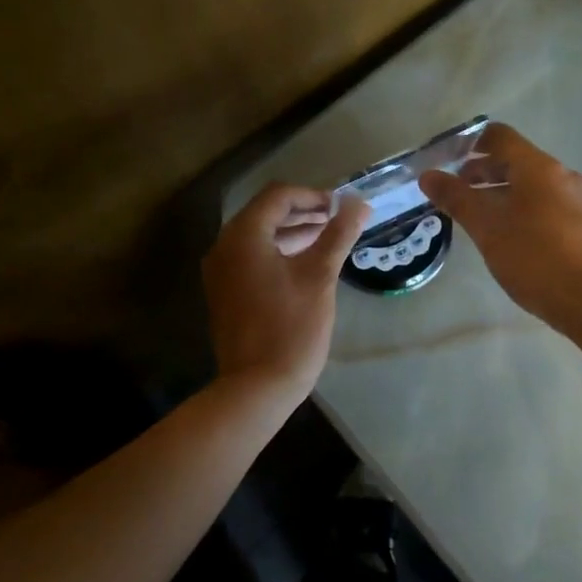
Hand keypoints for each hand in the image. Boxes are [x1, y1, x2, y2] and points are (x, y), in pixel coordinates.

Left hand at [203, 183, 370, 400]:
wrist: (257, 386)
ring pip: (258, 237)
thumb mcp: (320, 276)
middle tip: (338, 221)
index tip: (342, 208)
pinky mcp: (225, 292)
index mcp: (243, 236)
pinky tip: (305, 266)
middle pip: (265, 213)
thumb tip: (360, 204)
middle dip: (303, 213)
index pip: (278, 196)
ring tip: (328, 240)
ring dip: (292, 233)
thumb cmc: (291, 327)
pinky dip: (278, 253)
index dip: (313, 196)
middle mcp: (224, 247)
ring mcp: (221, 272)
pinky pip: (251, 259)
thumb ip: (338, 235)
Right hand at [419, 123, 581, 332]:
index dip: (468, 143)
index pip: (499, 136)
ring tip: (474, 217)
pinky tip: (505, 236)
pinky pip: (543, 204)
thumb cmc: (535, 258)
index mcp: (539, 167)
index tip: (444, 161)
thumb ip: (456, 199)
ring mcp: (575, 200)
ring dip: (498, 192)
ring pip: (529, 184)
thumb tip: (428, 176)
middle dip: (480, 171)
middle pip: (515, 160)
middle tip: (452, 193)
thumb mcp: (487, 228)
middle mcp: (561, 175)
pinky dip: (518, 208)